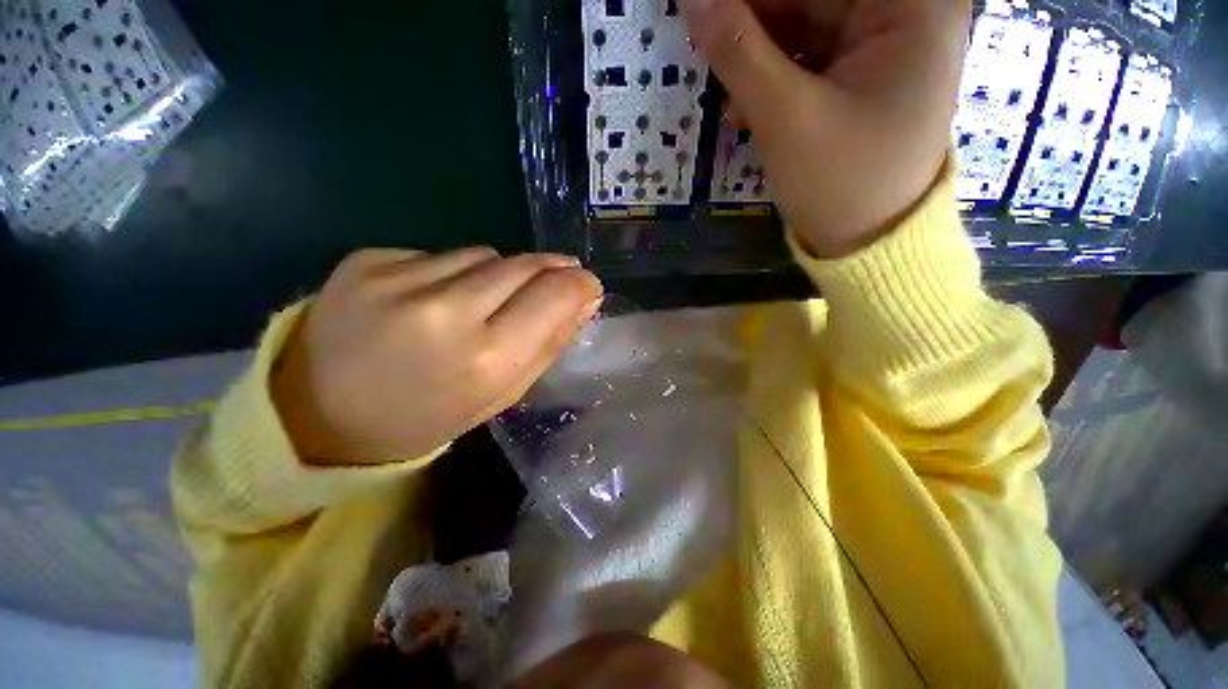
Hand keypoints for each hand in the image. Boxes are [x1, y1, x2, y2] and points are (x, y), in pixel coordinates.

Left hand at [272, 248, 603, 464]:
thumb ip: (548, 344)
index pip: (554, 295)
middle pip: (523, 264)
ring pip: (484, 254)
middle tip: (551, 284)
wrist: (317, 415)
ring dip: (497, 274)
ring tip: (477, 303)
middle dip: (547, 271)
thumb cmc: (425, 417)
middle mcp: (444, 311)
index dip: (579, 284)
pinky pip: (440, 254)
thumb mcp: (500, 394)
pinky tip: (431, 298)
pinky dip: (452, 272)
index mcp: (484, 359)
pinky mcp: (367, 259)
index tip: (587, 285)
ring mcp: (399, 278)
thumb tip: (584, 299)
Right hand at [681, 0, 968, 256]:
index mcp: (910, 6)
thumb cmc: (842, 183)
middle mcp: (903, 15)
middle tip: (710, 42)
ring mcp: (881, 49)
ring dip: (755, 58)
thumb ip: (738, 52)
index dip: (758, 2)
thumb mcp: (786, 117)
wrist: (870, 247)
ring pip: (802, 28)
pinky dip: (770, 81)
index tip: (714, 13)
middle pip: (812, 0)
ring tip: (723, 90)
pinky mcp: (859, 81)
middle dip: (754, 24)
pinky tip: (742, 111)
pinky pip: (805, 62)